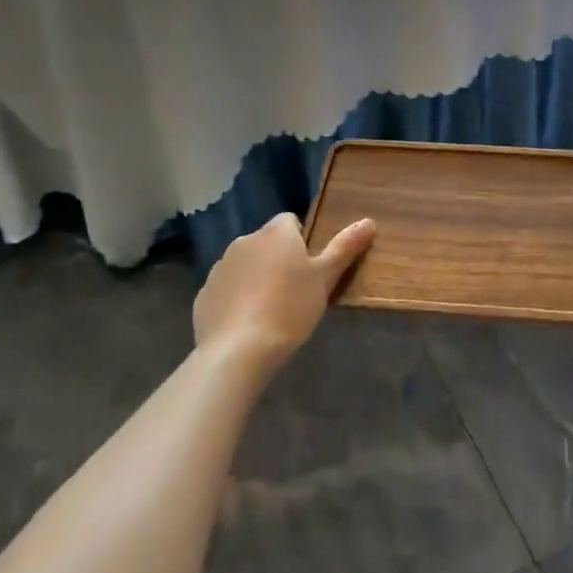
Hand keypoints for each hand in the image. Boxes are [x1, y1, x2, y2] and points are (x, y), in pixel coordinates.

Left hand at [194, 213, 375, 376]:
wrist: (238, 350)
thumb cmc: (289, 307)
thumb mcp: (325, 278)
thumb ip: (345, 247)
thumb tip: (368, 221)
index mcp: (275, 233)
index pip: (290, 222)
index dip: (301, 242)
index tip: (309, 269)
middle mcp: (245, 241)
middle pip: (267, 243)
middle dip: (277, 260)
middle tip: (294, 292)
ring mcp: (220, 268)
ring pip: (245, 266)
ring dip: (255, 278)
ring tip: (269, 312)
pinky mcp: (204, 295)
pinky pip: (225, 290)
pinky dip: (235, 300)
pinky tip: (246, 325)